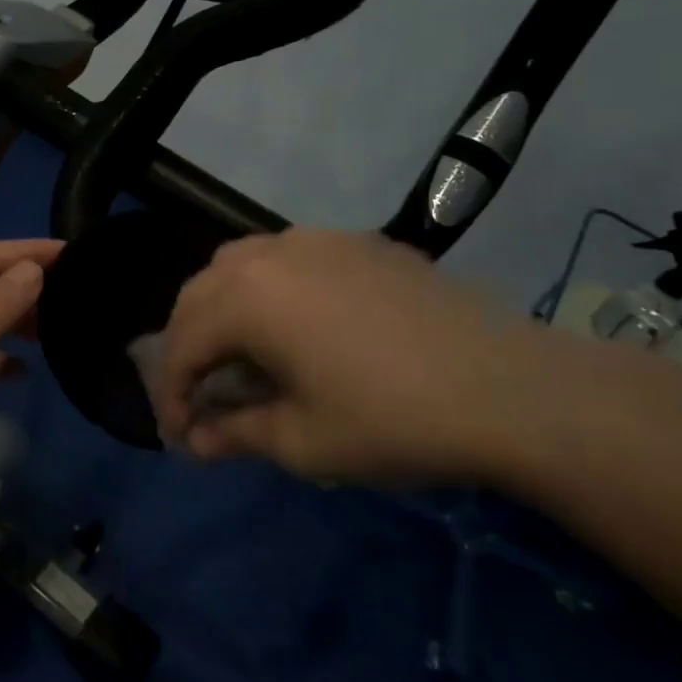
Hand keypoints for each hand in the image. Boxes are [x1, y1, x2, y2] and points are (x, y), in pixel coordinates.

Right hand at [154, 227, 560, 485]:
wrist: (509, 388)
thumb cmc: (392, 421)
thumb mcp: (303, 441)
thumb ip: (236, 434)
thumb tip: (197, 441)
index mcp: (247, 299)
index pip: (182, 344)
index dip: (172, 394)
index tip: (182, 437)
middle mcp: (270, 254)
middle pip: (200, 294)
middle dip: (188, 345)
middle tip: (200, 394)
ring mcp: (316, 240)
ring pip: (240, 263)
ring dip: (223, 307)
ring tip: (239, 352)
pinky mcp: (357, 242)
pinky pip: (288, 256)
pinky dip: (269, 288)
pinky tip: (297, 323)